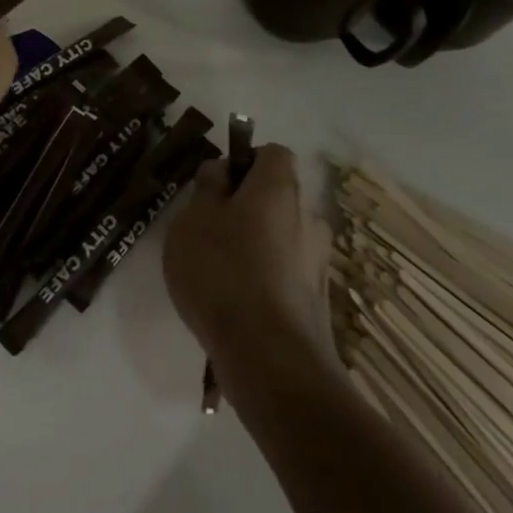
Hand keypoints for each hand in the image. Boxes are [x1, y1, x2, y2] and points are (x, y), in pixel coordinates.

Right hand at [163, 144, 336, 372]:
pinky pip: (285, 274)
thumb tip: (221, 170)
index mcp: (280, 189)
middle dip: (246, 207)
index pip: (272, 153)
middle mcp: (309, 218)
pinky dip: (265, 279)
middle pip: (277, 197)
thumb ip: (207, 187)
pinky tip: (237, 304)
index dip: (243, 161)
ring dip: (256, 245)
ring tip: (219, 273)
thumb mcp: (193, 219)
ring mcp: (319, 262)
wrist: (270, 359)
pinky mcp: (318, 301)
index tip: (216, 185)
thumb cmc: (223, 272)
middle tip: (209, 231)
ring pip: (282, 237)